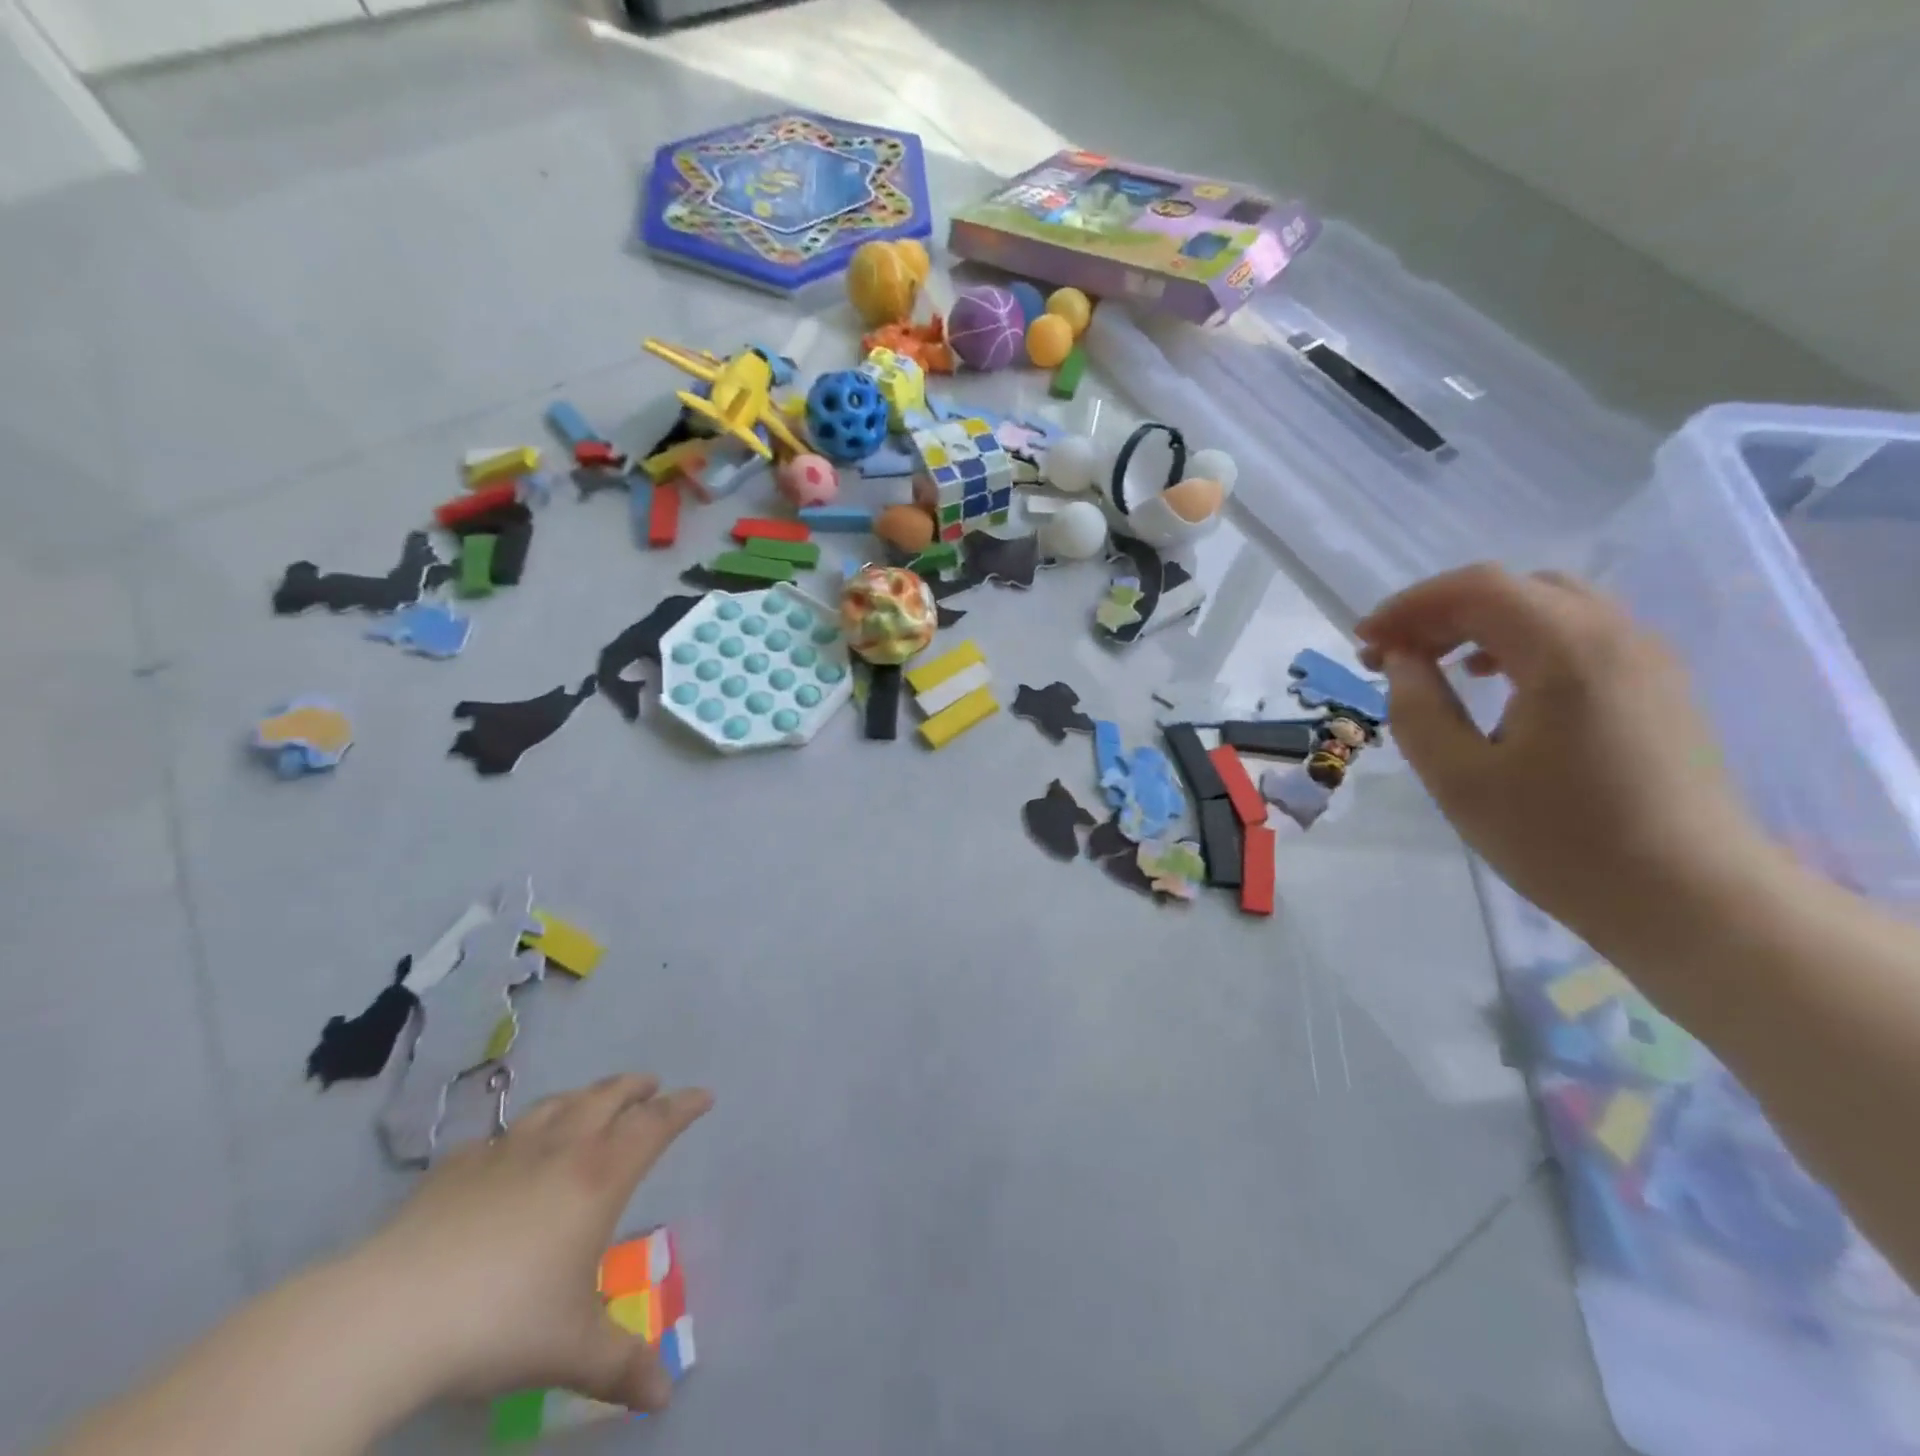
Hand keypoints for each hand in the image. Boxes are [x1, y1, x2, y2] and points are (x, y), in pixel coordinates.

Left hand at [351, 1074, 711, 1409]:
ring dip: (584, 1095)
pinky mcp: (457, 1168)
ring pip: (558, 1103)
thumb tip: (665, 1398)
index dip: (683, 1106)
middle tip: (651, 1086)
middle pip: (608, 1096)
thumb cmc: (500, 1322)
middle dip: (635, 1087)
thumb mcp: (571, 1350)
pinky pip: (499, 1136)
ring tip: (592, 1101)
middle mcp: (561, 1148)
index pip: (655, 1124)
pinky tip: (508, 1151)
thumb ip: (622, 1366)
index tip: (703, 1096)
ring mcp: (506, 1152)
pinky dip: (519, 1134)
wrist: (388, 1316)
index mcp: (600, 1176)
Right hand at [1356, 565, 1772, 953]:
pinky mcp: (1657, 686)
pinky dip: (1522, 641)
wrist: (1692, 900)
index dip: (1409, 606)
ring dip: (1481, 624)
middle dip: (1441, 612)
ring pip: (1549, 606)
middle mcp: (1616, 636)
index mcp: (1568, 652)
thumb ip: (1417, 707)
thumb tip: (1401, 660)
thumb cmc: (1561, 841)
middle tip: (1393, 655)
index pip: (1476, 589)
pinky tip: (1498, 685)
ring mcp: (1647, 658)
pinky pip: (1580, 635)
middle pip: (1513, 589)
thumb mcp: (1460, 778)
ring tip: (1438, 667)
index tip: (1364, 642)